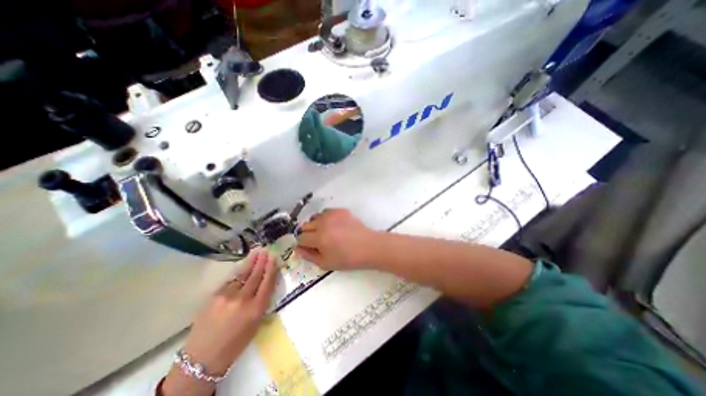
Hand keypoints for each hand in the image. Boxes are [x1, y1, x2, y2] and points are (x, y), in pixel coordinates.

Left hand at [163, 251, 277, 395]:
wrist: (202, 358)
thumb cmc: (235, 344)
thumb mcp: (255, 324)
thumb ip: (261, 302)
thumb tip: (264, 284)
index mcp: (256, 309)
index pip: (267, 282)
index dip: (271, 268)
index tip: (273, 257)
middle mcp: (243, 299)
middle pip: (255, 275)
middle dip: (261, 261)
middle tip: (265, 250)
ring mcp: (227, 296)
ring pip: (242, 275)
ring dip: (250, 262)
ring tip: (256, 252)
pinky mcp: (214, 296)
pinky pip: (230, 280)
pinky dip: (238, 273)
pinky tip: (242, 266)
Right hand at [296, 209, 376, 270]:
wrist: (368, 246)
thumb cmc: (347, 258)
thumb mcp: (326, 263)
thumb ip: (309, 255)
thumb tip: (298, 248)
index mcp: (319, 238)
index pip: (300, 237)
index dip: (302, 243)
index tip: (307, 247)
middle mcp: (323, 223)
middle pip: (305, 226)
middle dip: (307, 234)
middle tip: (317, 241)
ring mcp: (332, 215)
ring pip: (314, 217)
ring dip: (316, 225)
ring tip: (325, 232)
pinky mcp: (340, 210)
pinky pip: (326, 212)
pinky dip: (326, 219)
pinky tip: (334, 226)